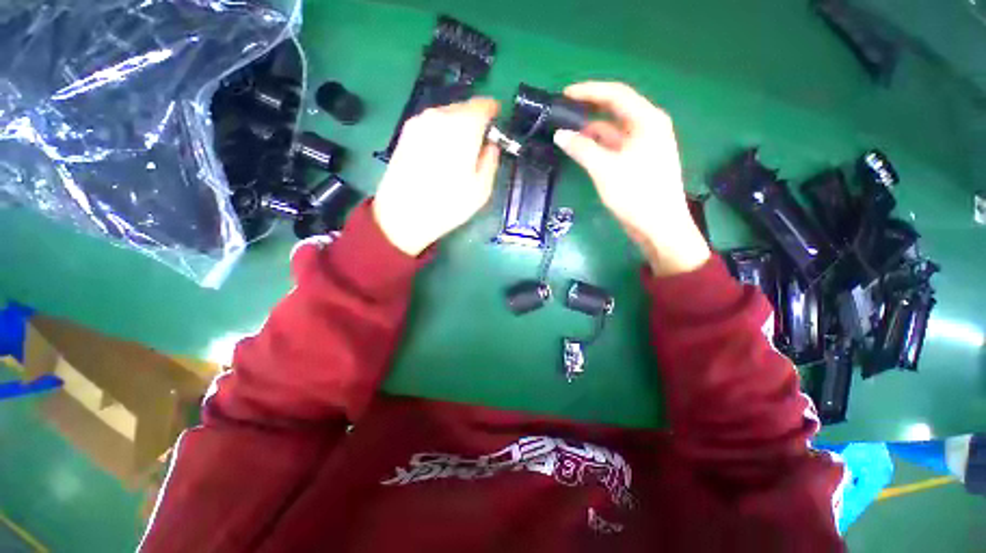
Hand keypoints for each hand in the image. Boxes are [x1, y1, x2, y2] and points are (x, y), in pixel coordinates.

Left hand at [373, 98, 500, 255]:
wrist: (403, 215)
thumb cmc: (447, 204)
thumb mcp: (481, 188)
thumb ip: (491, 160)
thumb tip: (491, 145)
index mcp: (462, 126)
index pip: (483, 105)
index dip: (493, 111)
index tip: (497, 121)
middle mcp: (439, 115)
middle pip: (463, 108)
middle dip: (475, 121)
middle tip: (479, 143)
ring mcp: (418, 122)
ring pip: (446, 115)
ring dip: (457, 127)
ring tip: (459, 152)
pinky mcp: (405, 133)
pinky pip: (431, 124)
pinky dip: (441, 132)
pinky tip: (440, 155)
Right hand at [553, 82, 709, 276]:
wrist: (659, 227)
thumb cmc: (636, 194)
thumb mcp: (605, 169)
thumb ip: (581, 149)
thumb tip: (560, 134)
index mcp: (647, 121)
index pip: (615, 95)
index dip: (589, 91)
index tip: (564, 94)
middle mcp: (647, 128)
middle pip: (615, 110)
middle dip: (588, 110)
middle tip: (563, 113)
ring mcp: (643, 146)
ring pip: (613, 131)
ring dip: (591, 131)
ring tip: (566, 133)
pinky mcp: (637, 163)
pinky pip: (614, 147)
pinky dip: (597, 147)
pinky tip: (581, 151)